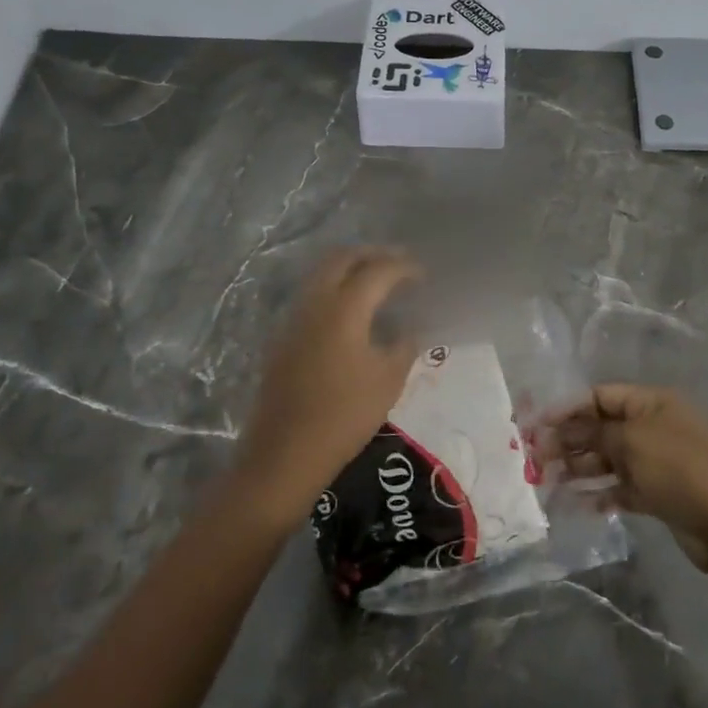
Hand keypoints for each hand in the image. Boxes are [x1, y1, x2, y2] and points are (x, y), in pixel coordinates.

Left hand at [238, 248, 421, 520]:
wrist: (285, 453)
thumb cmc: (345, 416)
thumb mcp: (389, 380)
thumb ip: (404, 344)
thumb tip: (410, 328)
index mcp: (344, 308)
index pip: (378, 270)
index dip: (404, 267)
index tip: (423, 274)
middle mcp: (315, 303)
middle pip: (342, 259)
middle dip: (372, 254)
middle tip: (398, 264)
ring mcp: (294, 319)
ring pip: (322, 275)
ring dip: (350, 269)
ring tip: (377, 283)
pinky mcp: (283, 338)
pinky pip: (312, 296)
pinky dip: (335, 289)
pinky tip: (352, 312)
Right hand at [554, 384, 707, 572]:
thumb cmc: (679, 467)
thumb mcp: (632, 442)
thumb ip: (596, 434)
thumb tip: (567, 431)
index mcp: (651, 403)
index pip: (600, 396)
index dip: (567, 408)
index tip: (537, 426)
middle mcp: (652, 427)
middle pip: (601, 428)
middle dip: (569, 440)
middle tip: (536, 458)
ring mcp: (656, 461)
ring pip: (608, 460)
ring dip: (579, 468)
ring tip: (548, 481)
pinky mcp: (658, 493)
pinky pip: (621, 488)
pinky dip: (600, 494)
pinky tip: (577, 504)